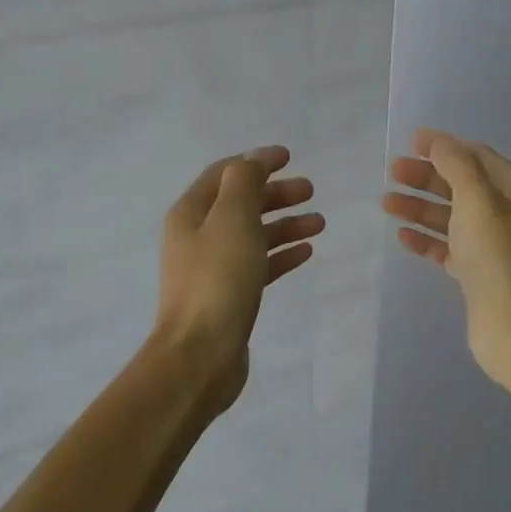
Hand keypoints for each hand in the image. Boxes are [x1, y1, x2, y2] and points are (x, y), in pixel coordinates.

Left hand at [154, 145, 324, 414]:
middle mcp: (197, 237)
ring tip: (319, 222)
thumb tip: (253, 158)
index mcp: (191, 213)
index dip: (256, 162)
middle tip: (311, 190)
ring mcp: (212, 269)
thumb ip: (244, 182)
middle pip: (240, 204)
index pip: (224, 174)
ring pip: (252, 235)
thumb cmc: (218, 279)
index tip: (290, 156)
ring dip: (284, 224)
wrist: (200, 355)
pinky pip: (258, 265)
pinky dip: (281, 254)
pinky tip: (306, 251)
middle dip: (275, 193)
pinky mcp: (228, 296)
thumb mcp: (232, 218)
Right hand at [384, 128, 510, 384]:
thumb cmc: (499, 256)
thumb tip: (437, 140)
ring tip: (386, 203)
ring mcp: (495, 248)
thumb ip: (456, 165)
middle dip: (426, 177)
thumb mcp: (478, 200)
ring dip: (420, 208)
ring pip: (452, 218)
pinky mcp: (479, 275)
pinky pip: (449, 248)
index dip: (444, 147)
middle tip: (391, 173)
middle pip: (462, 187)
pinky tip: (402, 236)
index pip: (478, 158)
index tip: (410, 143)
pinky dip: (427, 239)